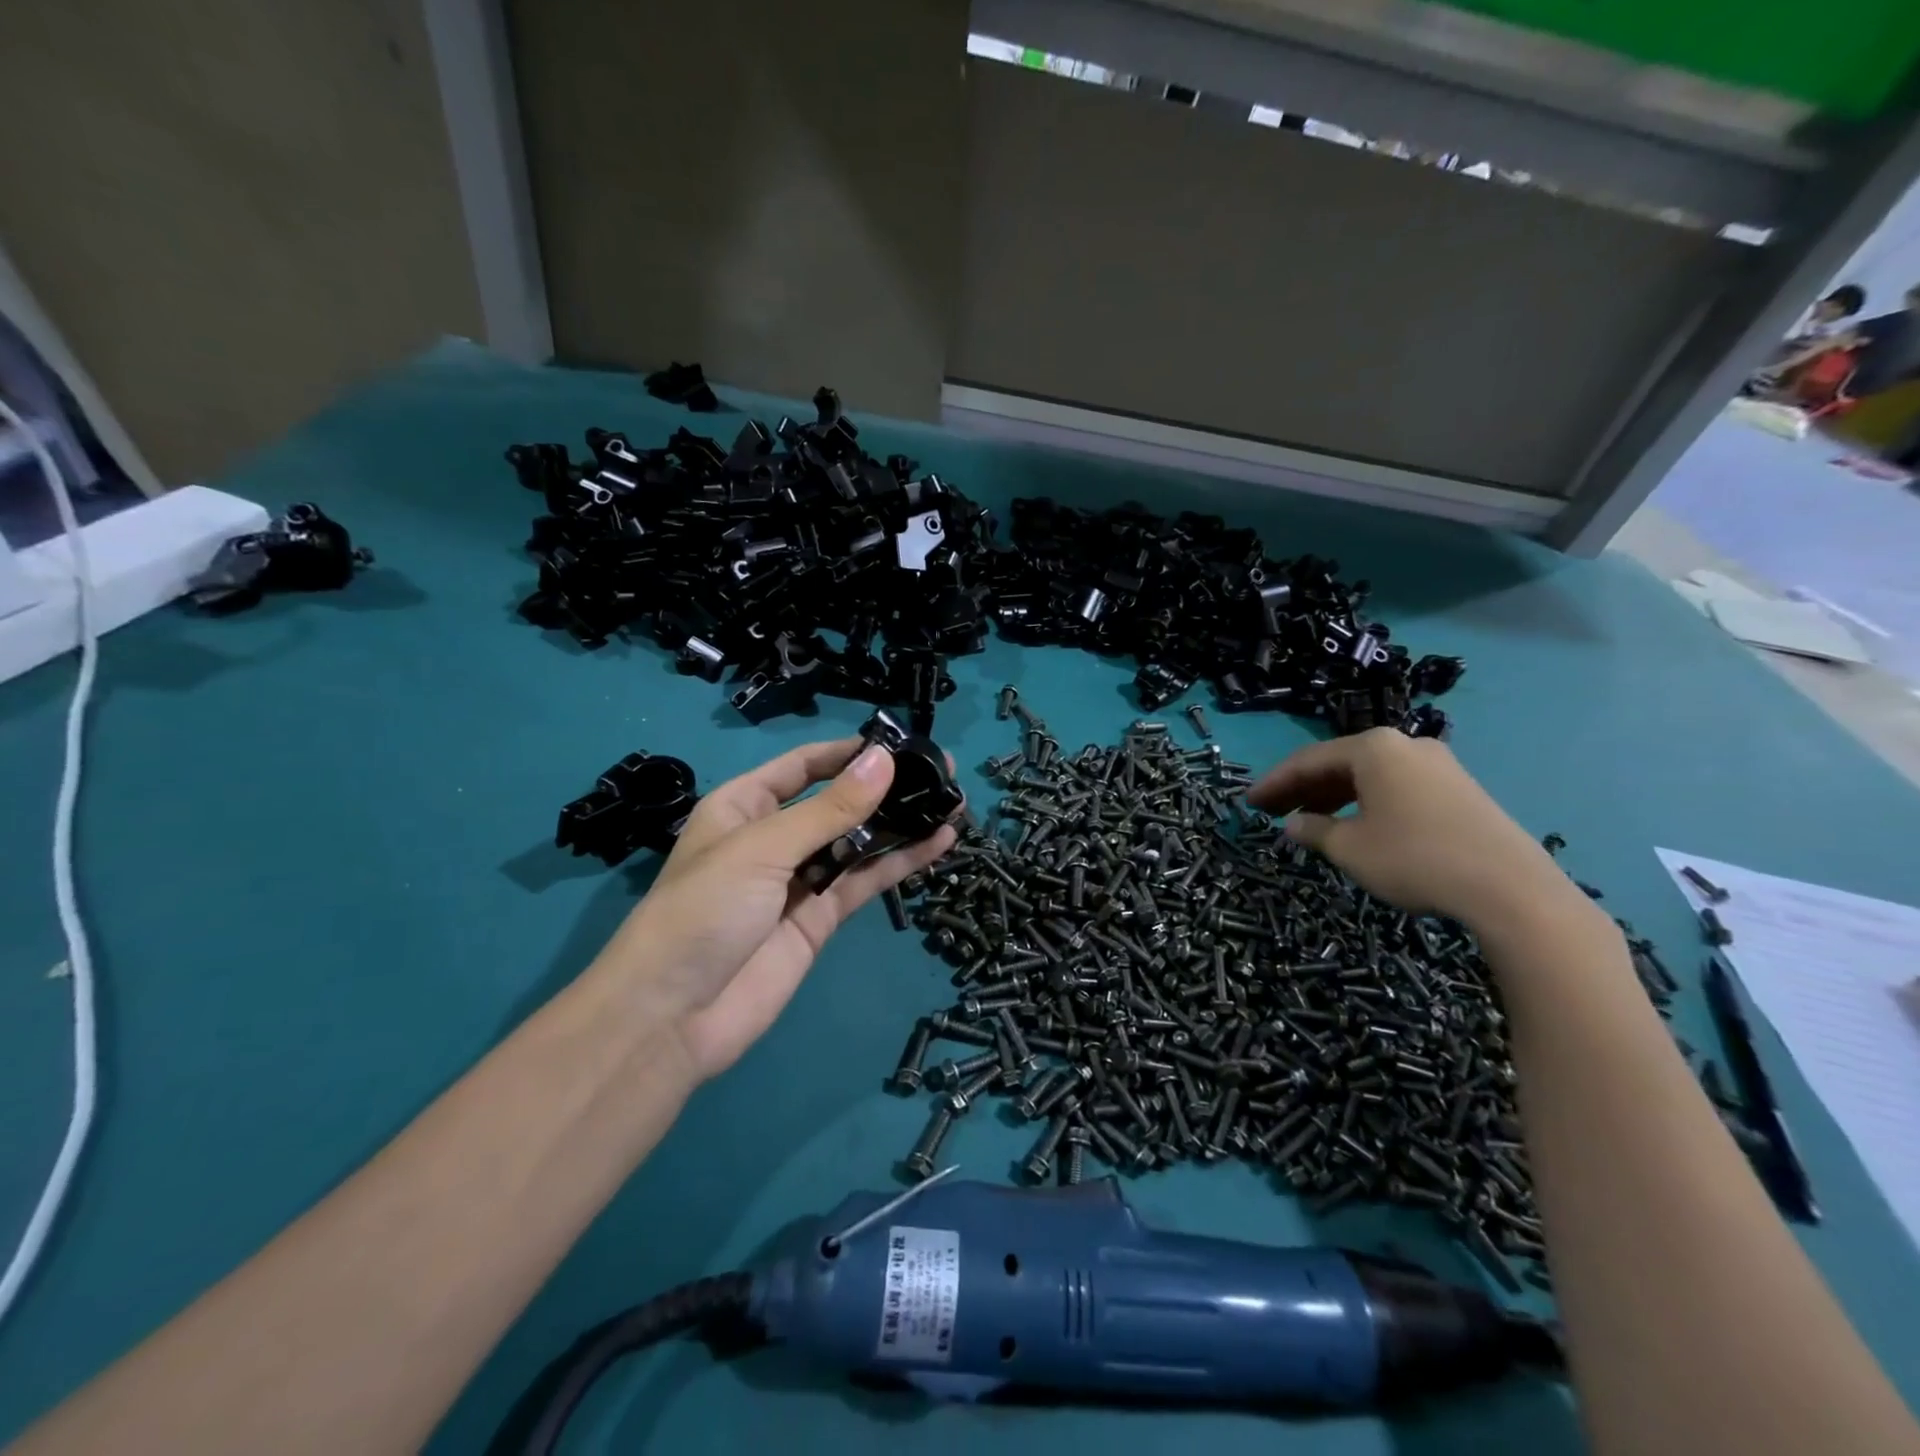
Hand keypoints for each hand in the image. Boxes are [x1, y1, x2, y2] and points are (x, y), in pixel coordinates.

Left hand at [587, 738, 957, 1080]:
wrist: (674, 1017)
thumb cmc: (704, 911)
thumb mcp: (763, 848)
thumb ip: (831, 809)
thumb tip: (884, 759)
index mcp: (744, 806)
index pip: (803, 766)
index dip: (848, 752)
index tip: (900, 743)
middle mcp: (774, 837)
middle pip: (838, 801)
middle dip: (885, 786)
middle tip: (942, 770)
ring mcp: (800, 879)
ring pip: (859, 841)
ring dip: (901, 823)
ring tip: (952, 801)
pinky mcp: (821, 918)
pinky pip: (865, 881)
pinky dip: (901, 862)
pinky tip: (939, 842)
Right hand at [1247, 729, 1574, 929]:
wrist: (1510, 889)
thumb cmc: (1414, 858)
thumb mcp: (1350, 848)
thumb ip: (1314, 830)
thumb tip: (1294, 824)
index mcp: (1374, 748)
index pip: (1308, 760)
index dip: (1275, 782)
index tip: (1249, 802)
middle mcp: (1405, 745)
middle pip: (1339, 763)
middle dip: (1303, 788)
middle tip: (1273, 812)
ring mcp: (1438, 765)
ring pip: (1370, 776)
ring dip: (1334, 796)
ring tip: (1309, 822)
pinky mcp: (1460, 789)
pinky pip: (1397, 787)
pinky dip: (1367, 802)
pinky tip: (1357, 826)